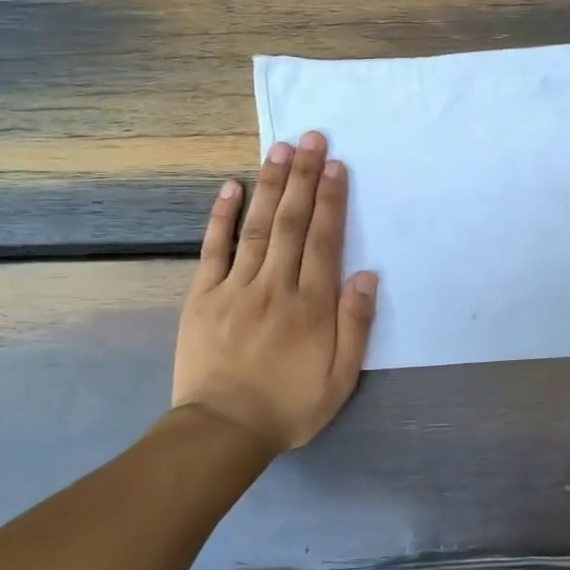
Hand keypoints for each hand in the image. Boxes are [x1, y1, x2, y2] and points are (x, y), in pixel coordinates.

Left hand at [172, 132, 378, 452]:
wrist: (223, 430)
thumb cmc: (290, 405)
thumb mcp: (340, 378)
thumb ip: (355, 325)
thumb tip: (366, 274)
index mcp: (311, 305)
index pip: (324, 241)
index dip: (332, 200)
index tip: (336, 165)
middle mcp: (276, 286)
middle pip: (292, 223)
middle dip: (304, 178)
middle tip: (311, 138)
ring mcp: (236, 288)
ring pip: (257, 227)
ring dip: (270, 186)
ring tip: (280, 149)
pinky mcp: (203, 296)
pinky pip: (213, 249)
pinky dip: (221, 216)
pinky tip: (230, 187)